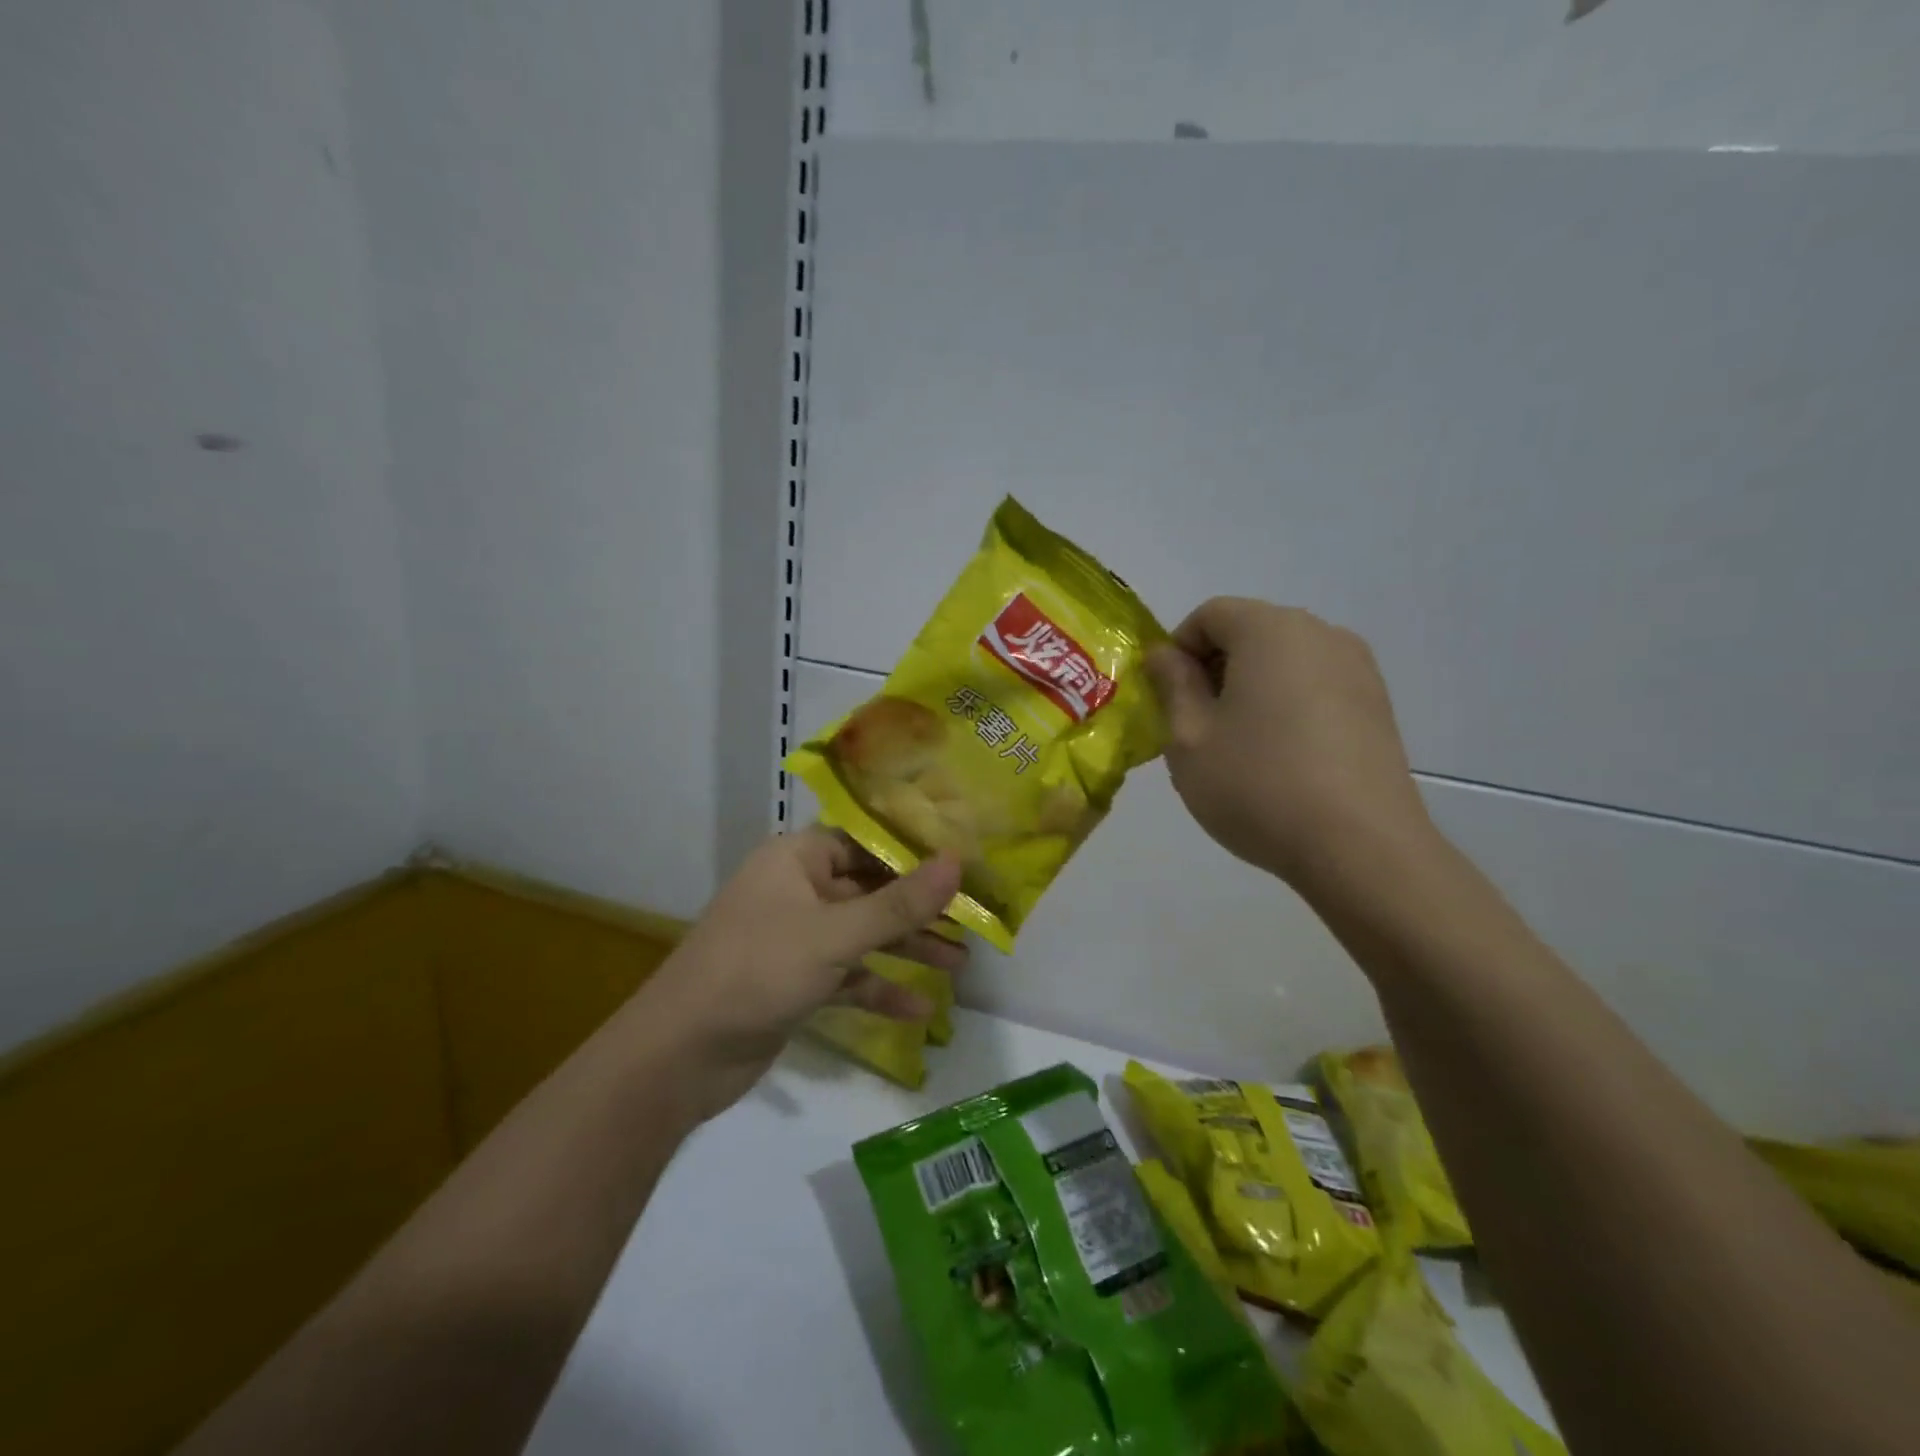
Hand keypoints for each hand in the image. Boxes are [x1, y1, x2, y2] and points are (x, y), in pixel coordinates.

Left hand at [635, 828, 964, 1116]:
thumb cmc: (758, 970)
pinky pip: (848, 976)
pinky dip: (879, 989)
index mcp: (797, 859)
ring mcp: (796, 938)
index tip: (963, 861)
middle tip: (971, 918)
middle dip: (918, 908)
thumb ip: (899, 904)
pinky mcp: (796, 981)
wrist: (679, 1056)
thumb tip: (957, 863)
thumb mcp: (835, 935)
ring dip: (907, 950)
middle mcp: (797, 890)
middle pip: (870, 890)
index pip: (866, 840)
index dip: (914, 850)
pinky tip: (920, 1010)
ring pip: (863, 935)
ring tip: (960, 964)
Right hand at [1146, 598, 1433, 891]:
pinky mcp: (1378, 705)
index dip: (1178, 650)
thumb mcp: (1188, 738)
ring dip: (1251, 689)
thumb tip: (1165, 655)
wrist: (1360, 847)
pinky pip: (1316, 686)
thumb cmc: (1258, 785)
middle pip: (1250, 632)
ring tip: (1241, 747)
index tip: (1170, 700)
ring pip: (1284, 661)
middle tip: (1198, 727)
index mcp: (1270, 629)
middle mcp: (1320, 633)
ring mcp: (1358, 668)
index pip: (1210, 614)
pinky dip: (1288, 706)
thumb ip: (1172, 685)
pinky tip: (1283, 759)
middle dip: (1215, 669)